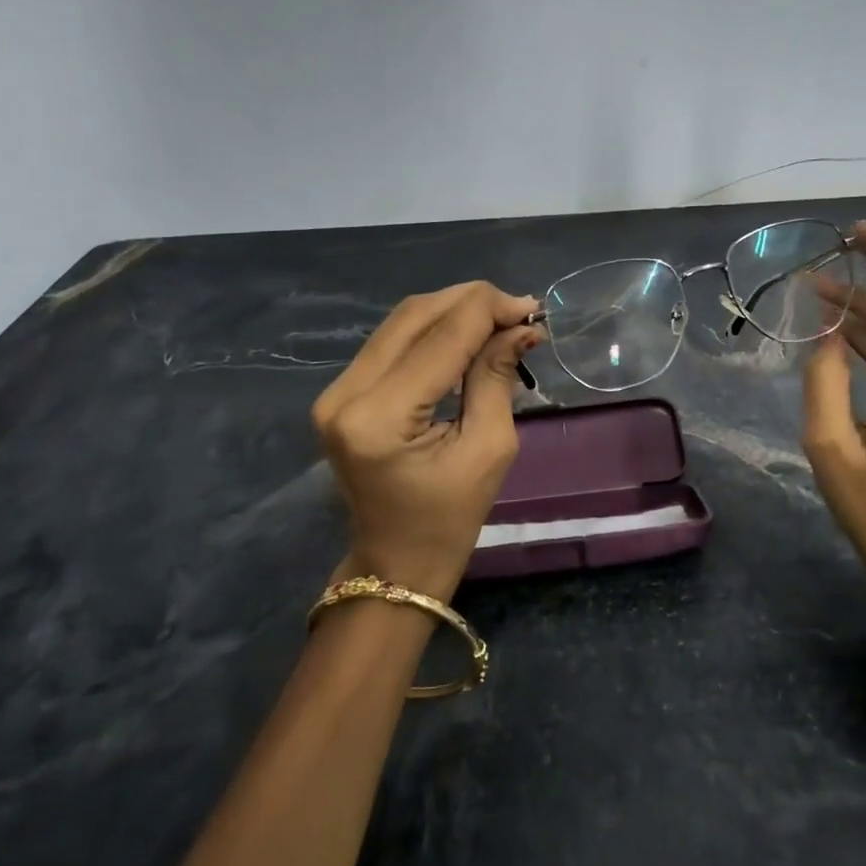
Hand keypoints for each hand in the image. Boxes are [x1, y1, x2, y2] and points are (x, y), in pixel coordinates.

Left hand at [311, 282, 542, 599]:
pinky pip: (391, 342)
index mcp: (380, 418)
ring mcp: (334, 392)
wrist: (395, 563)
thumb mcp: (489, 448)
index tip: (531, 309)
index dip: (488, 311)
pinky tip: (466, 335)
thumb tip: (520, 326)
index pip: (442, 338)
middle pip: (414, 316)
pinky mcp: (340, 393)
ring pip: (401, 322)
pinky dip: (433, 331)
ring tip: (498, 320)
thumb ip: (496, 377)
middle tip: (517, 311)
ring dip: (453, 312)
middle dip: (471, 303)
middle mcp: (345, 394)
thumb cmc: (450, 519)